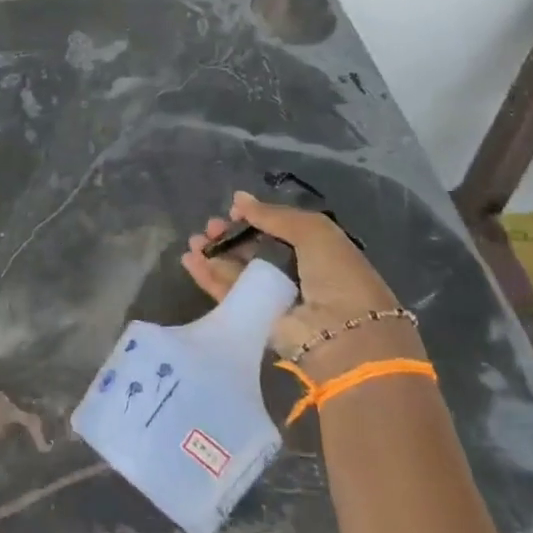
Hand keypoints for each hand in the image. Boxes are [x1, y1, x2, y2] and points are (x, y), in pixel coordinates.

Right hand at [181, 191, 424, 382]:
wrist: (343, 334)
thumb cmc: (336, 274)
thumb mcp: (313, 231)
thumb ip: (273, 215)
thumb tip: (238, 198)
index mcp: (315, 250)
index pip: (277, 229)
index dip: (254, 218)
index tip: (233, 210)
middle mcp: (294, 273)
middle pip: (253, 250)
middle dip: (230, 236)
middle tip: (210, 226)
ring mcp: (273, 297)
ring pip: (237, 271)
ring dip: (215, 254)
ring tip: (195, 242)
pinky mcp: (255, 319)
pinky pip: (228, 294)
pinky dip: (208, 277)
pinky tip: (190, 260)